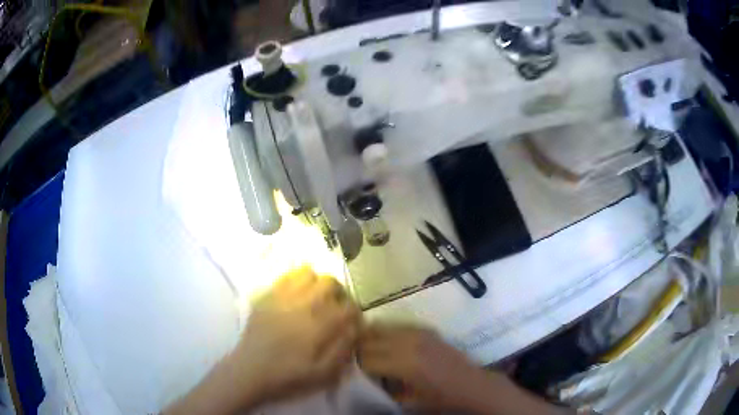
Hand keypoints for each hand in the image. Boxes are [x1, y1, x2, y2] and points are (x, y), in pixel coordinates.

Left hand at [165, 267, 359, 414]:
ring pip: (307, 273)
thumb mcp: (322, 374)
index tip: (353, 322)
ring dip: (317, 283)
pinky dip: (296, 280)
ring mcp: (281, 297)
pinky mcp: (266, 296)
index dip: (355, 313)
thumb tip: (354, 328)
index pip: (347, 307)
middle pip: (330, 282)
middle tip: (336, 307)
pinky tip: (297, 294)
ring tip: (316, 298)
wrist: (249, 371)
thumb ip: (343, 350)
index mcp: (317, 326)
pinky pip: (285, 276)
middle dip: (339, 293)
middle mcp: (301, 305)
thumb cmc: (287, 376)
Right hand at [358, 324, 488, 410]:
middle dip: (358, 349)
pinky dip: (385, 331)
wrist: (470, 384)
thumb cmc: (440, 399)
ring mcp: (418, 332)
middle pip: (369, 339)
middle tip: (353, 359)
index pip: (366, 358)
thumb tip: (364, 378)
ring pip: (380, 326)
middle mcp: (409, 343)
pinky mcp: (425, 328)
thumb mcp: (408, 401)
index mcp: (404, 365)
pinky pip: (396, 324)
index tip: (351, 370)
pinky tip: (384, 341)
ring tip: (364, 349)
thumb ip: (383, 389)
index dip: (355, 365)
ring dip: (369, 337)